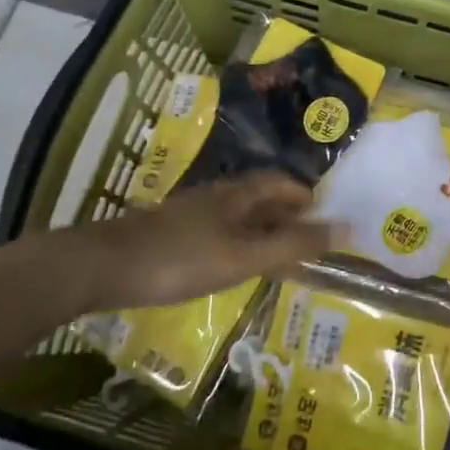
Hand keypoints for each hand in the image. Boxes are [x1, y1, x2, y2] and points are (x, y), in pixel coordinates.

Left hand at [62, 171, 333, 311]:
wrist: (102, 266)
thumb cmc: (180, 259)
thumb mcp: (243, 256)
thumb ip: (293, 245)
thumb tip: (346, 228)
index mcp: (237, 194)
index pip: (281, 183)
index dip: (305, 197)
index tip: (324, 220)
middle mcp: (216, 196)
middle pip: (260, 197)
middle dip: (286, 215)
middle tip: (307, 244)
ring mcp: (190, 213)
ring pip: (237, 215)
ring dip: (262, 231)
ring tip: (277, 258)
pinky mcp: (170, 233)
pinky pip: (217, 231)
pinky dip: (237, 244)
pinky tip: (231, 266)